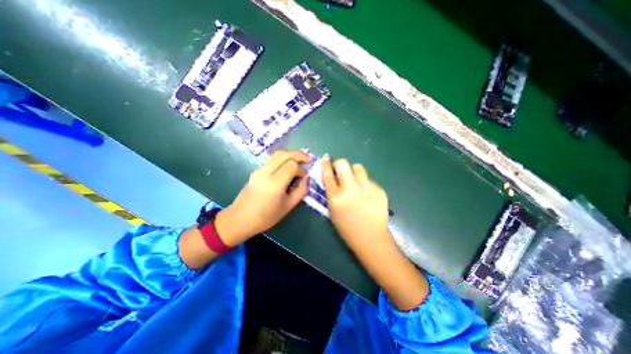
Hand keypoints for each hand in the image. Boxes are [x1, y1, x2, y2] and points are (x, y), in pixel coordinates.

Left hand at [216, 149, 310, 245]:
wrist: (240, 219)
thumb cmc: (265, 217)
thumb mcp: (288, 207)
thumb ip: (301, 191)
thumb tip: (306, 178)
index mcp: (274, 184)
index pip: (292, 165)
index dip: (301, 169)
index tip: (304, 178)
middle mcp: (265, 172)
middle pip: (284, 154)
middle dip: (299, 154)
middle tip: (308, 159)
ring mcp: (259, 170)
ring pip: (277, 154)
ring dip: (291, 154)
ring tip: (300, 159)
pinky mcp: (256, 170)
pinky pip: (272, 159)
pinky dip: (283, 158)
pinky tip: (289, 164)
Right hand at [326, 155, 428, 309]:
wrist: (371, 238)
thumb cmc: (347, 227)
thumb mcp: (333, 210)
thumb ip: (331, 192)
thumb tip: (332, 177)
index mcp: (336, 197)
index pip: (328, 174)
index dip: (326, 164)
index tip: (326, 158)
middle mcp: (350, 189)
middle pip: (343, 163)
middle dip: (339, 163)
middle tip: (340, 169)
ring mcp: (367, 188)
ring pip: (358, 167)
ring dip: (353, 171)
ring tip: (354, 180)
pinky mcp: (379, 189)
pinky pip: (368, 179)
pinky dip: (364, 183)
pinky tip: (366, 194)